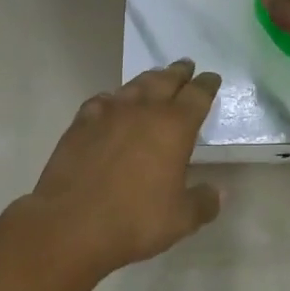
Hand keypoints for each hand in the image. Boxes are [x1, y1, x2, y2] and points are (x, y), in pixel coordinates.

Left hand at [20, 58, 224, 276]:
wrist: (71, 224)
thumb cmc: (134, 220)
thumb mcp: (180, 220)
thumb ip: (203, 202)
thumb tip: (219, 192)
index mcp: (175, 127)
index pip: (197, 95)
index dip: (207, 85)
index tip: (212, 78)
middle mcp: (144, 110)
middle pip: (166, 80)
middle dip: (179, 72)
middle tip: (186, 66)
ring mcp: (110, 113)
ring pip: (135, 85)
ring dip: (150, 79)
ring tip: (156, 78)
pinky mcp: (82, 123)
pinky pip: (103, 100)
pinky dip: (114, 98)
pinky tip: (112, 104)